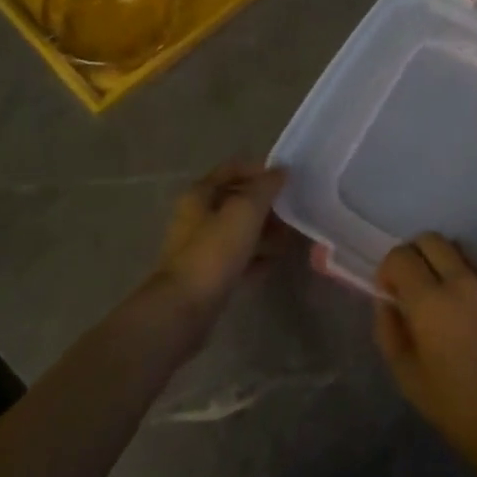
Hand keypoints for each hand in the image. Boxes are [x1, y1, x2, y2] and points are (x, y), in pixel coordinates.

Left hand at [152, 161, 285, 313]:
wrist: (185, 307)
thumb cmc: (215, 250)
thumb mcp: (245, 210)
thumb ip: (265, 187)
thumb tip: (281, 171)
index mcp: (200, 194)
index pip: (232, 169)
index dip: (259, 169)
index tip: (286, 179)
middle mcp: (197, 216)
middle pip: (236, 200)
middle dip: (265, 203)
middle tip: (291, 209)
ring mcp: (201, 247)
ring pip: (238, 230)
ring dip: (263, 230)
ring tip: (289, 236)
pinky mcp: (208, 274)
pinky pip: (237, 257)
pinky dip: (256, 256)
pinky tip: (275, 260)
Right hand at [373, 234, 476, 476]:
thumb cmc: (458, 409)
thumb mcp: (408, 377)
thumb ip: (390, 330)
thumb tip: (388, 301)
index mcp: (431, 301)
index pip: (401, 256)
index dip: (389, 269)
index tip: (391, 291)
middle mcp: (464, 281)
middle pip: (432, 239)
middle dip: (416, 255)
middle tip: (415, 285)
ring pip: (463, 250)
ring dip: (446, 263)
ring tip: (447, 297)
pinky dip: (475, 284)